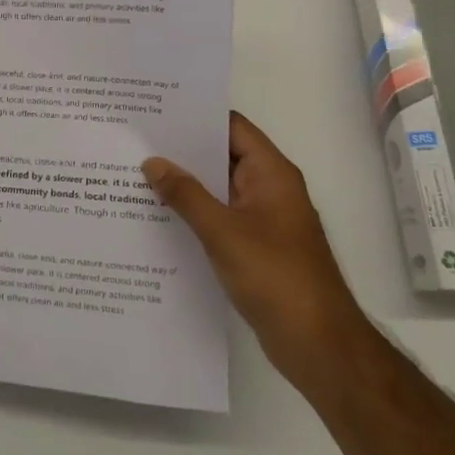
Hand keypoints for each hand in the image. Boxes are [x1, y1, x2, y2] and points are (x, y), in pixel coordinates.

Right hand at [144, 112, 370, 394]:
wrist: (318, 344)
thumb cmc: (275, 276)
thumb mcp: (222, 231)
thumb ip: (185, 194)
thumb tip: (152, 162)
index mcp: (271, 173)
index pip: (231, 127)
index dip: (196, 115)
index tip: (156, 110)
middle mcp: (269, 189)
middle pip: (222, 155)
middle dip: (182, 150)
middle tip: (136, 141)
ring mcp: (263, 219)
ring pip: (218, 189)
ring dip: (185, 183)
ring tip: (136, 173)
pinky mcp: (255, 247)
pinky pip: (219, 217)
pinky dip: (193, 213)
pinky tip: (158, 215)